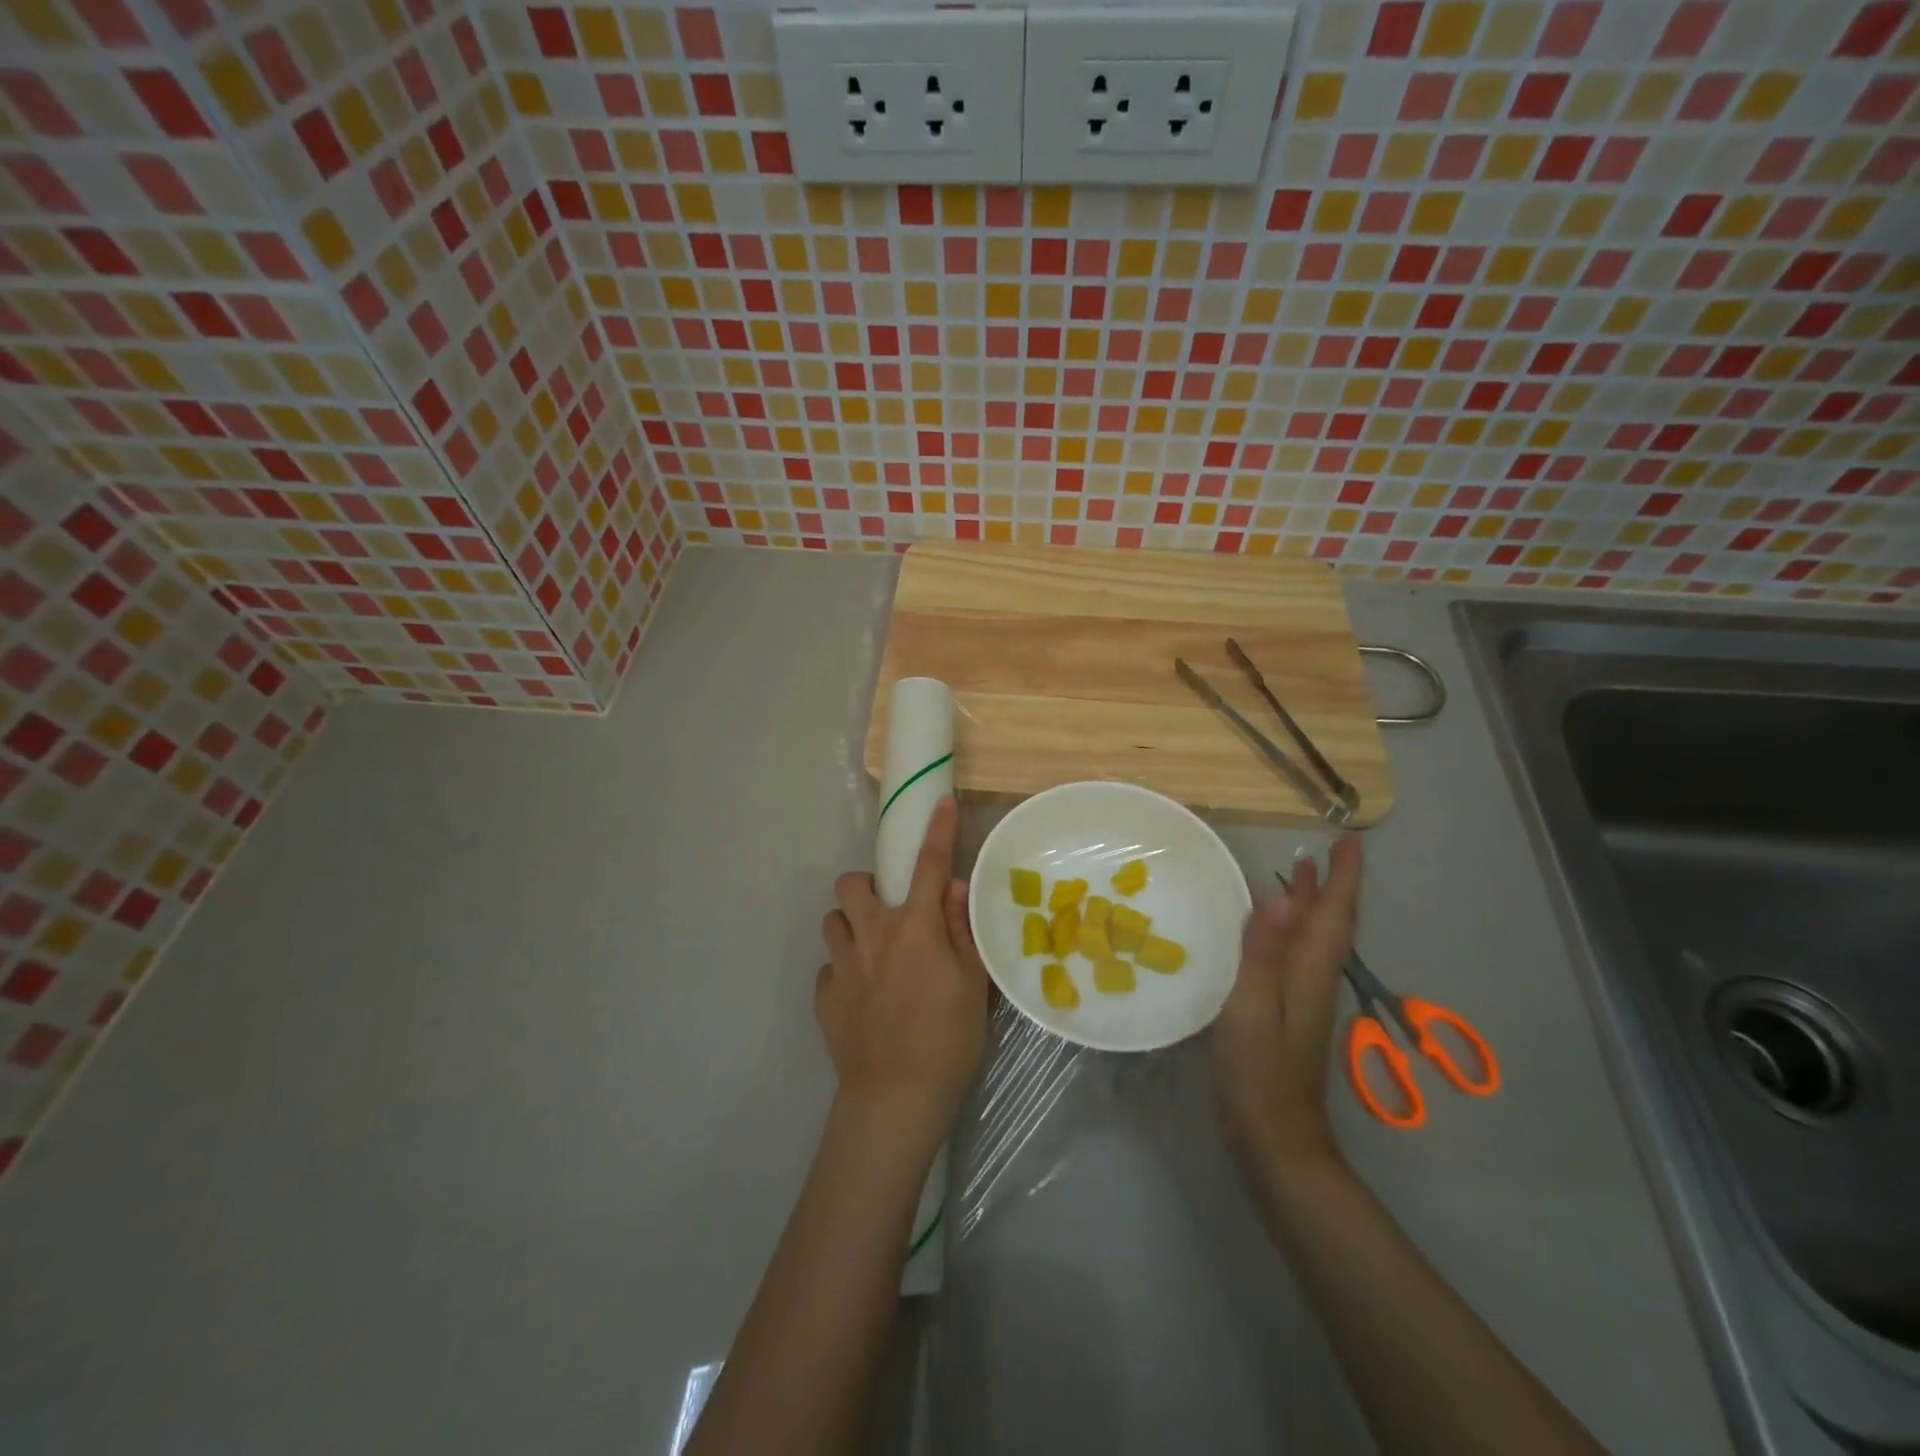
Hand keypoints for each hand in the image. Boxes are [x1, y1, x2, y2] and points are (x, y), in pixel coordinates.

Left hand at [818, 797, 988, 1157]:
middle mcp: (873, 934)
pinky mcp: (825, 997)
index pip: (928, 864)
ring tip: (871, 951)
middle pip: (850, 883)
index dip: (937, 830)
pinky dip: (844, 971)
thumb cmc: (948, 1038)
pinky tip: (861, 995)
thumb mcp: (973, 982)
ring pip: (832, 921)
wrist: (896, 1097)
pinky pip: (829, 968)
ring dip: (850, 926)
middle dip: (866, 886)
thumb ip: (960, 929)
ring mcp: (843, 965)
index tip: (939, 802)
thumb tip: (952, 887)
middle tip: (887, 911)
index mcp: (914, 926)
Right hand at [1211, 835, 1363, 1174]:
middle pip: (1330, 924)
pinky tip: (1271, 933)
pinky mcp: (1288, 1015)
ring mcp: (1303, 1000)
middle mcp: (1314, 981)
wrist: (1276, 1142)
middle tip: (1321, 851)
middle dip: (1331, 886)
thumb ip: (1264, 952)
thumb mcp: (1253, 1007)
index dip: (1342, 877)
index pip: (1334, 915)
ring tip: (1298, 876)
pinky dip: (1292, 932)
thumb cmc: (1259, 1073)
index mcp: (1310, 973)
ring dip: (1312, 906)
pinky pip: (1296, 957)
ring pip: (1315, 941)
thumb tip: (1279, 896)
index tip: (1349, 841)